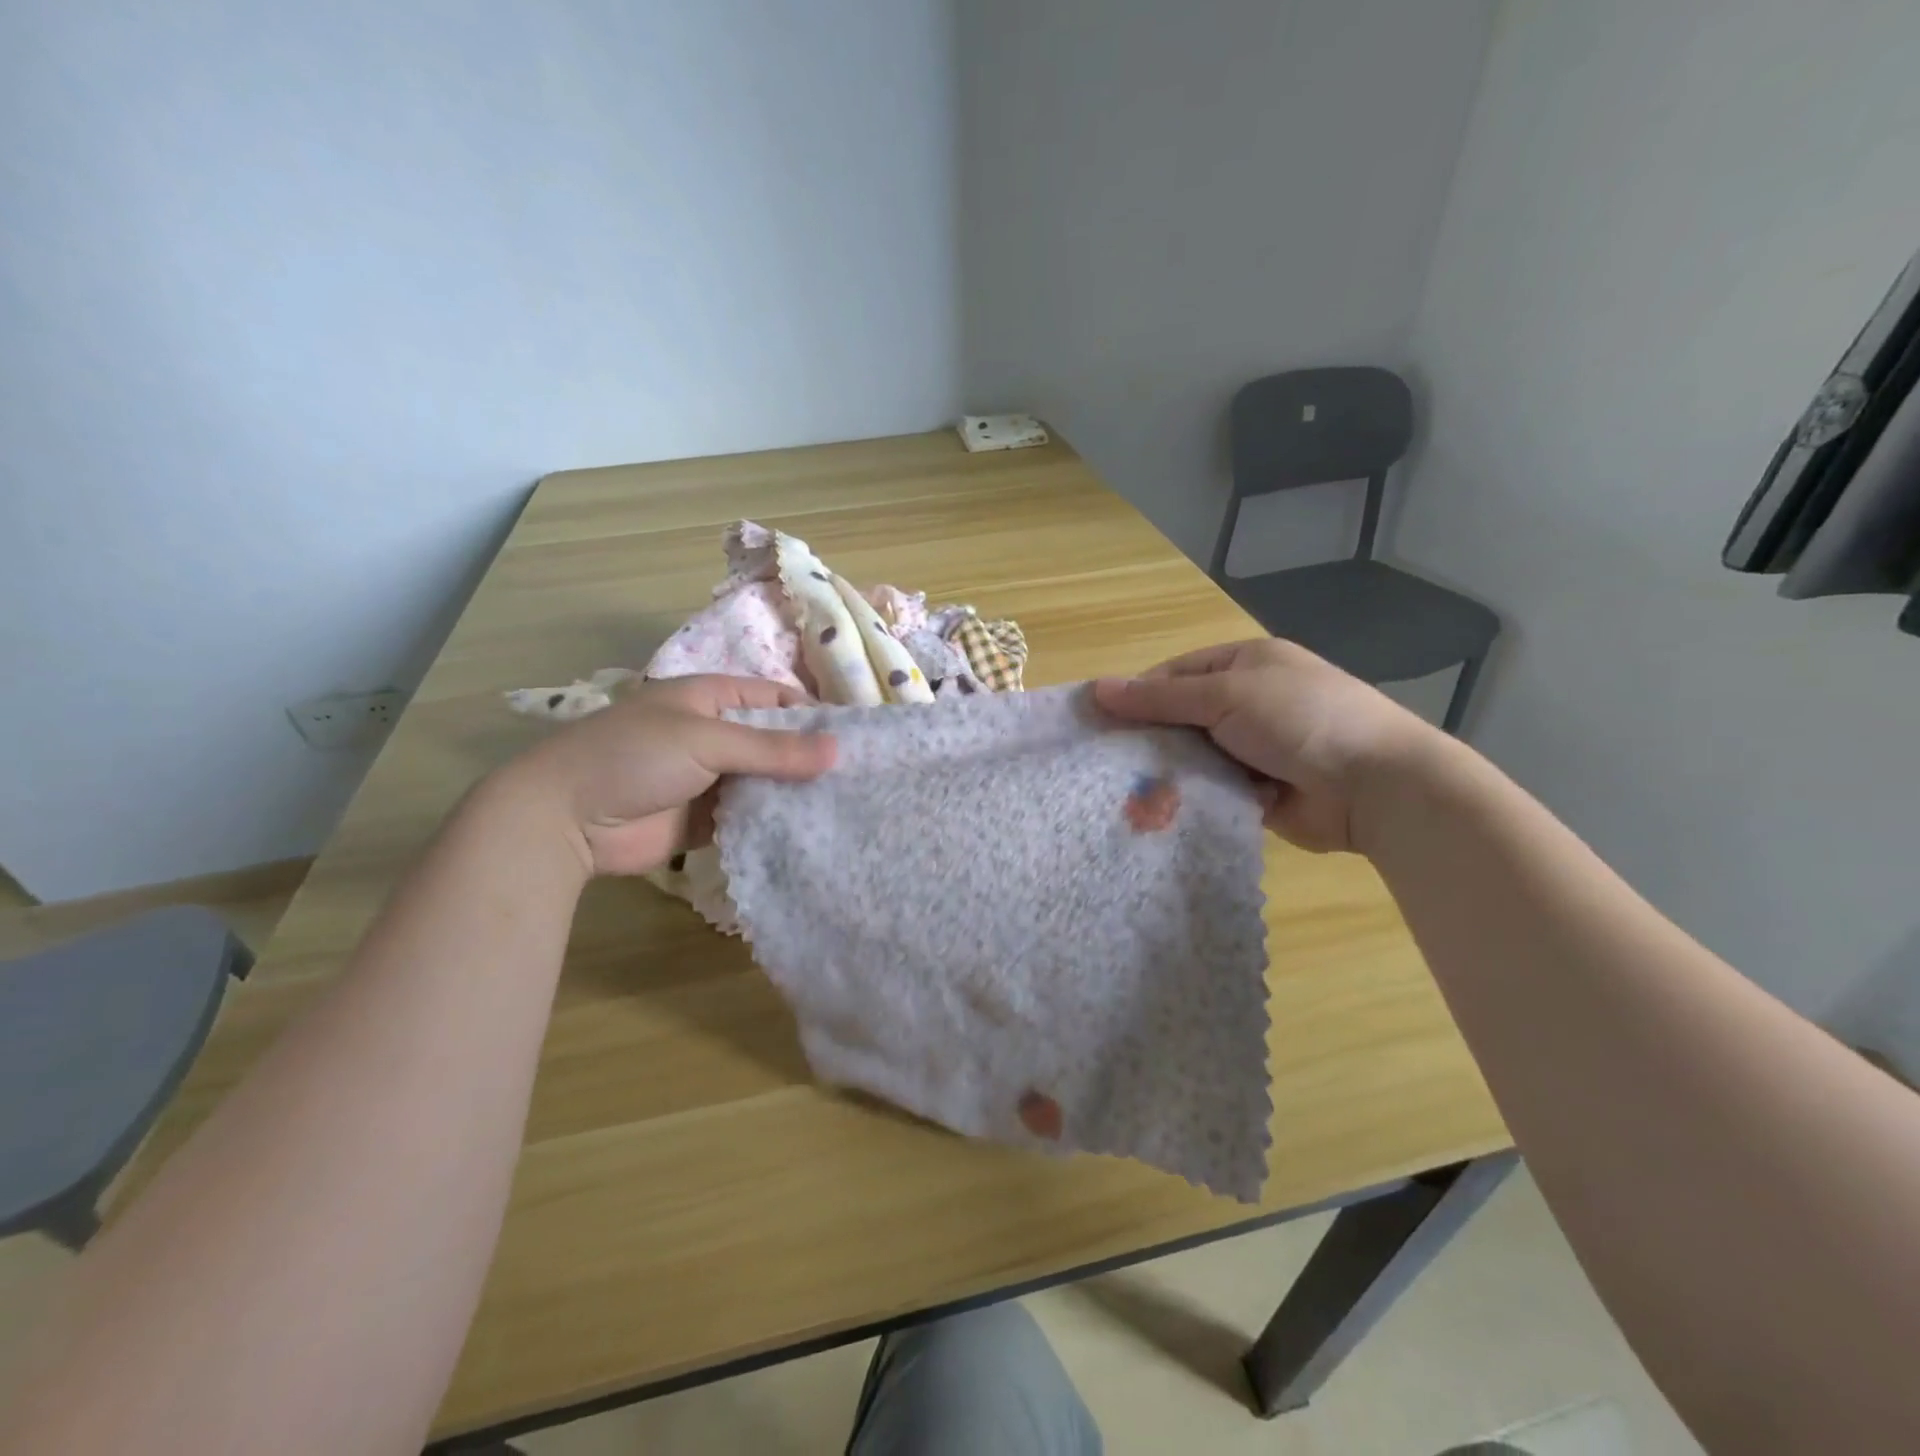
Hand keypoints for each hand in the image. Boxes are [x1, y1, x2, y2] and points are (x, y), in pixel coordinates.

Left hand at [500, 675, 835, 876]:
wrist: (563, 819)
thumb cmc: (633, 757)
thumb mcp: (706, 740)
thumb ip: (772, 749)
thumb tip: (837, 752)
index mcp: (710, 699)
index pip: (774, 698)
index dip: (812, 714)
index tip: (853, 739)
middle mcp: (713, 735)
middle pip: (773, 742)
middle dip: (808, 758)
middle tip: (857, 779)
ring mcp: (709, 778)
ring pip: (763, 781)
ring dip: (793, 793)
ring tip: (844, 806)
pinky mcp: (704, 819)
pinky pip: (748, 816)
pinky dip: (772, 822)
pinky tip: (807, 832)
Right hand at [1094, 639, 1441, 853]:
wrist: (1374, 785)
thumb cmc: (1299, 719)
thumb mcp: (1225, 696)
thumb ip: (1161, 698)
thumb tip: (1097, 689)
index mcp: (1245, 666)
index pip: (1175, 673)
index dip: (1138, 694)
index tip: (1100, 720)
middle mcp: (1247, 703)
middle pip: (1181, 717)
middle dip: (1150, 738)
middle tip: (1107, 762)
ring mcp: (1254, 749)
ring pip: (1193, 756)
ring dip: (1169, 771)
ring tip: (1126, 791)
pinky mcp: (1256, 791)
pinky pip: (1210, 789)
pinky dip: (1191, 797)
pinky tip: (1159, 811)